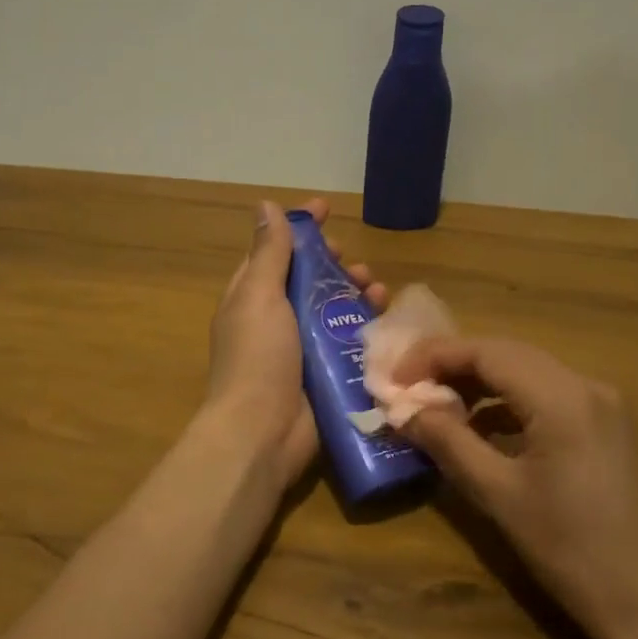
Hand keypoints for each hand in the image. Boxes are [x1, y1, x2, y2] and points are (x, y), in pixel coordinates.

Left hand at [205, 200, 386, 483]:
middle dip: (334, 264)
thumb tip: (265, 206)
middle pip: (309, 280)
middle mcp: (276, 319)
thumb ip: (268, 253)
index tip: (326, 207)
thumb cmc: (257, 357)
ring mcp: (302, 348)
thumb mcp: (258, 296)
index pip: (275, 251)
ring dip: (355, 293)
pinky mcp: (325, 373)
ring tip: (376, 288)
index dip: (299, 228)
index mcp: (251, 297)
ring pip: (334, 308)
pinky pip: (350, 341)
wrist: (263, 432)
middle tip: (353, 262)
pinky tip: (386, 317)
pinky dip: (368, 326)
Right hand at [394, 338, 637, 638]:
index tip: (394, 377)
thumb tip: (403, 410)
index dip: (434, 356)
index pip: (487, 352)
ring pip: (527, 371)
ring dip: (479, 381)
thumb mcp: (498, 494)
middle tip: (407, 385)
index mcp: (562, 398)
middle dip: (453, 364)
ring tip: (435, 403)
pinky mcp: (604, 426)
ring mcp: (601, 405)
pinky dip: (506, 401)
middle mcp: (586, 386)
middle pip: (507, 354)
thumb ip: (448, 441)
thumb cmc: (568, 548)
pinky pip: (545, 395)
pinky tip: (479, 425)